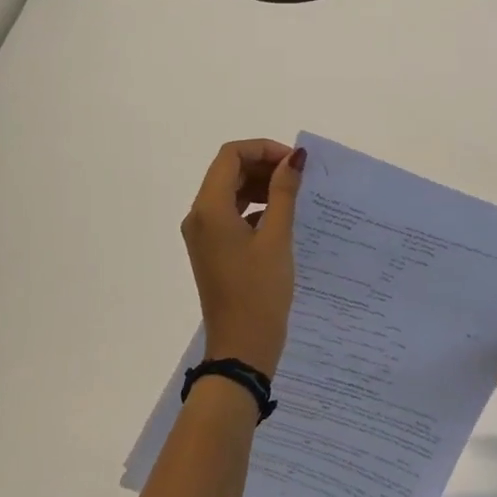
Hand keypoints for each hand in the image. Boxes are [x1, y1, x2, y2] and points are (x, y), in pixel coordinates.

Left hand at [180, 139, 304, 375]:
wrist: (241, 348)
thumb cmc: (260, 291)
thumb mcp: (277, 238)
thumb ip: (284, 192)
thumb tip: (294, 157)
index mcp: (209, 209)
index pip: (230, 156)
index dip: (263, 149)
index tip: (294, 163)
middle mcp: (199, 216)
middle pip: (228, 171)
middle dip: (263, 165)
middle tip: (298, 177)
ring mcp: (202, 234)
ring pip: (229, 192)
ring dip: (259, 185)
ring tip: (293, 195)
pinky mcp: (211, 249)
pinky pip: (230, 214)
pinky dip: (254, 207)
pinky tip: (280, 218)